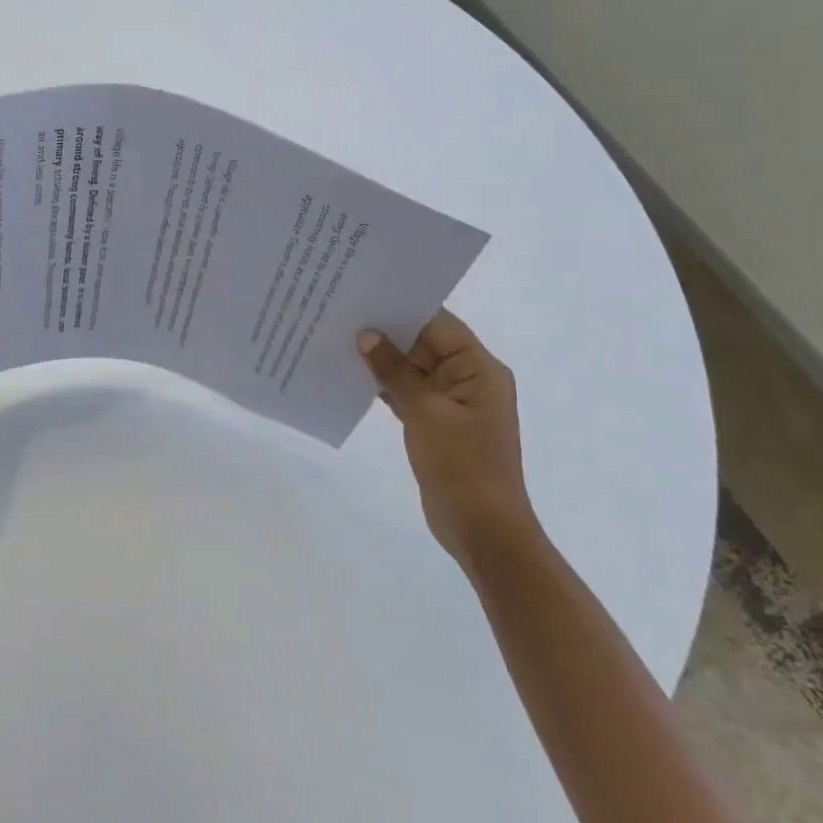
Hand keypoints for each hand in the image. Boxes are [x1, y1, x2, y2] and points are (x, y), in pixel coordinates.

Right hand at [357, 311, 536, 569]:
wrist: (483, 528)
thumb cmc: (461, 464)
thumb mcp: (425, 412)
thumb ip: (395, 371)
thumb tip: (367, 335)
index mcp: (479, 369)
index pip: (439, 323)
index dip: (403, 308)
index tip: (364, 294)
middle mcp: (469, 379)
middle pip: (425, 343)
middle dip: (387, 332)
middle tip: (342, 314)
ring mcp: (454, 403)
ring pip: (414, 369)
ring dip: (383, 360)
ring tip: (339, 340)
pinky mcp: (438, 424)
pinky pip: (409, 393)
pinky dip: (386, 386)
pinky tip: (353, 377)